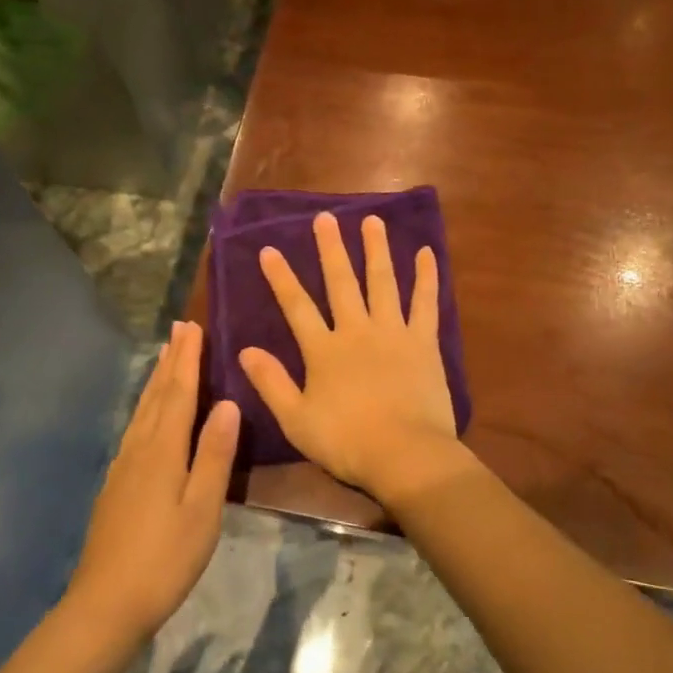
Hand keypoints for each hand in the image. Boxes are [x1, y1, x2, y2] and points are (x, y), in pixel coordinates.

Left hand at [66, 321, 238, 642]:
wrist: (105, 605)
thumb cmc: (165, 558)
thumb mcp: (202, 509)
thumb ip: (215, 455)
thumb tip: (228, 404)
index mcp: (163, 451)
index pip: (179, 393)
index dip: (188, 359)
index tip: (192, 327)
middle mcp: (139, 449)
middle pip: (157, 395)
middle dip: (171, 361)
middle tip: (179, 328)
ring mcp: (123, 467)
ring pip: (143, 410)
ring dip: (156, 380)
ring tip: (164, 358)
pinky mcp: (116, 485)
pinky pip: (135, 428)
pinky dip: (147, 407)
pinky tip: (148, 415)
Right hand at [239, 212, 472, 505]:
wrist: (405, 454)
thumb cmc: (347, 442)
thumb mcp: (296, 419)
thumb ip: (271, 383)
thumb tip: (244, 350)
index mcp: (324, 351)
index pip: (297, 306)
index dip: (281, 277)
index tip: (269, 249)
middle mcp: (357, 330)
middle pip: (341, 282)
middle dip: (331, 249)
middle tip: (325, 218)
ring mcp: (393, 332)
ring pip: (383, 282)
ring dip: (377, 249)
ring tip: (372, 220)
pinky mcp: (424, 342)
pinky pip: (426, 303)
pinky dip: (428, 277)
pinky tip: (427, 253)